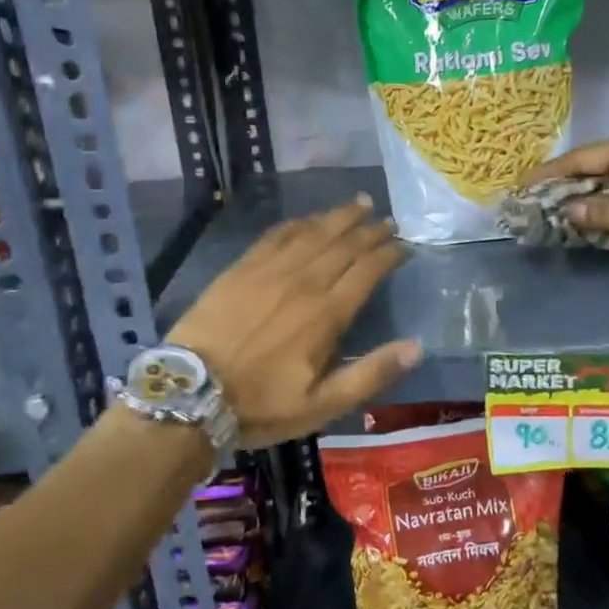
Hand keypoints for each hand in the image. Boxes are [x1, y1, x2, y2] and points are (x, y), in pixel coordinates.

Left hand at [168, 195, 419, 446]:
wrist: (192, 393)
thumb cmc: (261, 404)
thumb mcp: (322, 405)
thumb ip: (370, 373)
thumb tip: (416, 346)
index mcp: (327, 313)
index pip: (367, 271)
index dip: (387, 254)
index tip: (403, 245)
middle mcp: (304, 282)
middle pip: (344, 245)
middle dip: (370, 230)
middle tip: (388, 219)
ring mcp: (270, 270)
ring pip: (313, 233)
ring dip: (339, 217)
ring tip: (359, 204)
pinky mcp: (242, 268)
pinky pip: (277, 235)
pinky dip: (298, 223)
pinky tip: (308, 218)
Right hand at [521, 133, 608, 266]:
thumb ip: (599, 212)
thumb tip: (569, 210)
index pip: (581, 157)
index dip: (550, 173)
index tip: (523, 185)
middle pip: (595, 164)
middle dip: (566, 183)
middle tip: (537, 198)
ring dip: (587, 193)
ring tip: (557, 207)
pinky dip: (608, 200)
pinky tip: (592, 213)